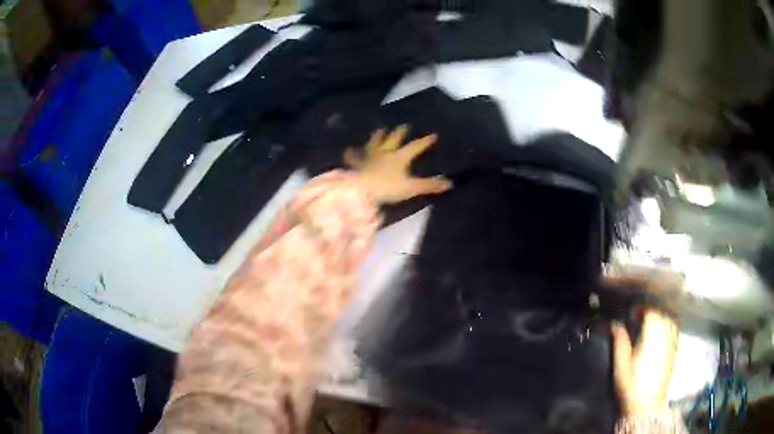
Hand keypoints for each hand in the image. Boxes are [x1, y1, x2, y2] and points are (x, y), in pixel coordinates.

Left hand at [343, 125, 452, 203]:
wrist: (361, 190)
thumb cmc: (387, 188)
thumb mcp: (411, 188)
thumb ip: (429, 185)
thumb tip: (449, 183)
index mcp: (399, 157)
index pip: (415, 147)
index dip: (424, 141)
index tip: (433, 135)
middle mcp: (384, 153)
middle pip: (393, 140)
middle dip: (400, 133)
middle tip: (403, 125)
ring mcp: (369, 157)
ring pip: (374, 143)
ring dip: (378, 136)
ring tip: (380, 129)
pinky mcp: (356, 164)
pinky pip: (353, 158)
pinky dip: (351, 154)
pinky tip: (348, 150)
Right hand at [612, 308, 678, 415]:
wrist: (646, 404)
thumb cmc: (631, 383)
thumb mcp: (621, 362)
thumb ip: (619, 339)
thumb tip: (613, 323)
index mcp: (652, 331)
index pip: (650, 308)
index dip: (640, 307)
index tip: (630, 312)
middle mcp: (666, 330)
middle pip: (661, 310)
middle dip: (650, 310)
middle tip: (638, 317)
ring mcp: (673, 339)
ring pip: (669, 317)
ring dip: (659, 316)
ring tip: (648, 323)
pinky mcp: (675, 348)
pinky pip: (673, 327)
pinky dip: (666, 324)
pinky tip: (658, 333)